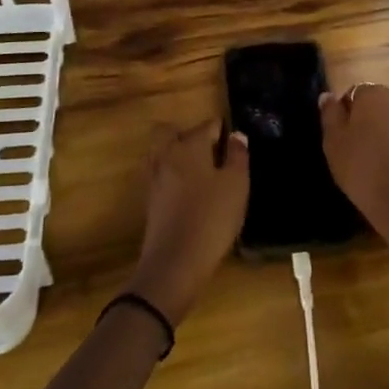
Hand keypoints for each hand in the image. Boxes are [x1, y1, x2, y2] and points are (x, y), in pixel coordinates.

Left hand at [124, 120, 248, 323]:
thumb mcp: (236, 185)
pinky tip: (190, 193)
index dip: (224, 131)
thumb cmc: (212, 218)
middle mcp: (167, 155)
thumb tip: (236, 135)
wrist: (174, 263)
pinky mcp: (150, 201)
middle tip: (211, 151)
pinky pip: (161, 175)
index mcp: (190, 145)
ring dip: (178, 154)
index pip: (208, 125)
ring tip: (202, 172)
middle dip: (189, 134)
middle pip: (170, 131)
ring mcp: (155, 178)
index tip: (236, 145)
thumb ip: (238, 156)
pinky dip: (173, 176)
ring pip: (162, 152)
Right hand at [319, 84, 388, 249]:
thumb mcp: (334, 140)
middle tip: (347, 148)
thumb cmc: (362, 166)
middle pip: (371, 106)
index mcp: (373, 92)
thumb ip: (330, 113)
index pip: (351, 93)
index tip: (336, 136)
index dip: (341, 114)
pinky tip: (382, 169)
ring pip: (385, 122)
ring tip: (364, 161)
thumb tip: (328, 95)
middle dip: (360, 122)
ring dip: (375, 135)